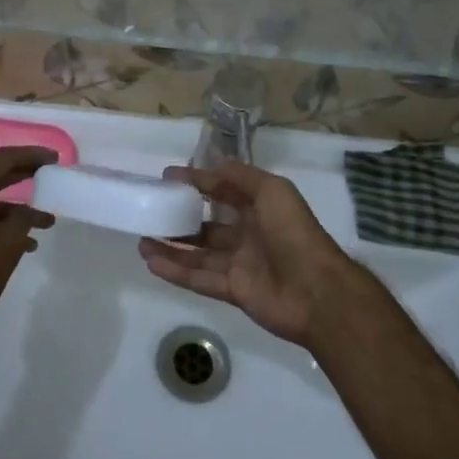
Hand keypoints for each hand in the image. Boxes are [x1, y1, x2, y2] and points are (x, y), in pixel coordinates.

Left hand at [0, 147, 57, 341]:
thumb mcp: (10, 241)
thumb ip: (24, 217)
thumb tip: (29, 212)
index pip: (4, 158)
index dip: (32, 156)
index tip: (54, 158)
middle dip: (23, 177)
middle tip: (49, 176)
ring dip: (13, 208)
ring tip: (44, 222)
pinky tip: (22, 241)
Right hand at [138, 163, 352, 347]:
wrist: (317, 291)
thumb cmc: (294, 232)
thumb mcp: (272, 190)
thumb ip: (240, 176)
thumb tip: (207, 166)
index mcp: (260, 208)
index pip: (223, 191)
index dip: (197, 182)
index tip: (168, 177)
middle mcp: (248, 234)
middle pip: (207, 225)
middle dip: (180, 218)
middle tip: (151, 211)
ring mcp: (240, 265)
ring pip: (199, 254)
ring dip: (171, 246)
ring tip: (141, 239)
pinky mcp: (233, 292)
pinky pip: (199, 279)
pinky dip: (176, 271)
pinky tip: (152, 262)